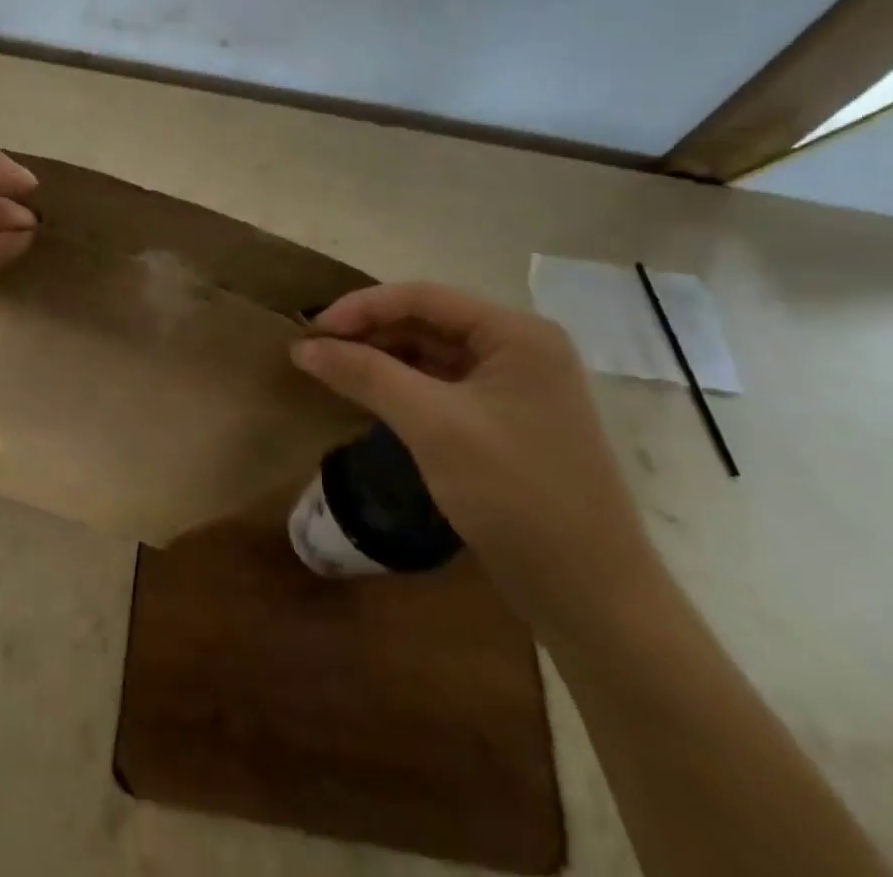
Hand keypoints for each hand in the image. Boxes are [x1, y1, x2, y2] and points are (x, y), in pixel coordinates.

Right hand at [291, 282, 662, 636]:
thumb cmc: (514, 492)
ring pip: (433, 355)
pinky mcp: (506, 422)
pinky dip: (403, 387)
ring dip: (382, 359)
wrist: (590, 596)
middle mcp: (520, 349)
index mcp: (516, 333)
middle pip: (428, 322)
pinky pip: (443, 387)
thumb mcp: (432, 424)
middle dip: (370, 333)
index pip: (424, 297)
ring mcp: (516, 388)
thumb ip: (365, 374)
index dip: (362, 306)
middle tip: (315, 351)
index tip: (311, 329)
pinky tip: (369, 396)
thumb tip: (302, 346)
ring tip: (332, 370)